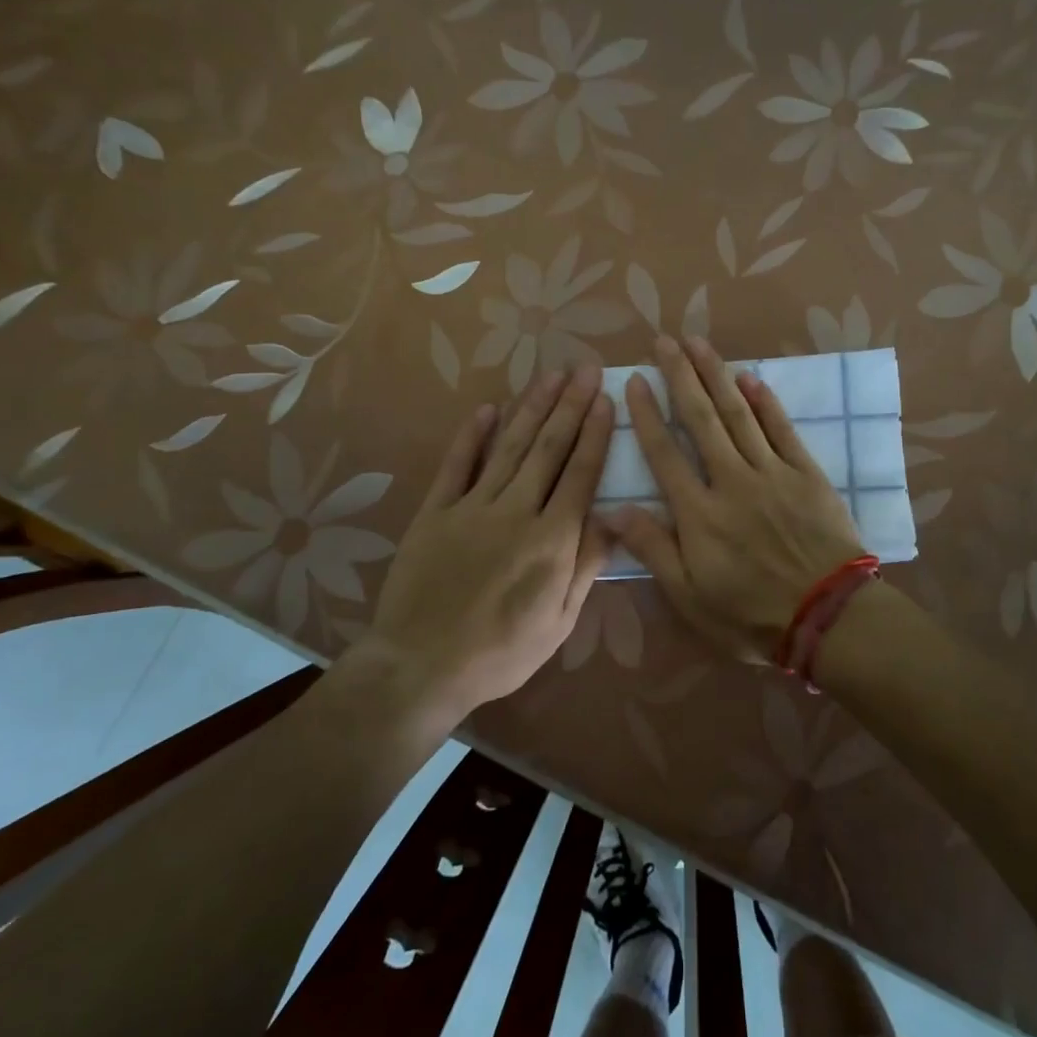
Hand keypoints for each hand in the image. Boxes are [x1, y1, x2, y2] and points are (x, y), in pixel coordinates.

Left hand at [364, 367, 614, 720]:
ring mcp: (471, 507)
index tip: (605, 399)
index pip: (580, 474)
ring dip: (531, 408)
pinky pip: (456, 465)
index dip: (595, 434)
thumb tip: (616, 518)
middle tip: (584, 369)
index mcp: (552, 540)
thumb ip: (587, 565)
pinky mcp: (435, 512)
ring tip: (549, 376)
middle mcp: (515, 511)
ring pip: (508, 447)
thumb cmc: (502, 652)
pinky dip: (470, 435)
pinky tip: (487, 408)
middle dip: (570, 405)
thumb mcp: (560, 621)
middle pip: (548, 448)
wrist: (421, 667)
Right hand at [605, 335, 866, 665]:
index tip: (634, 380)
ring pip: (739, 414)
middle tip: (664, 342)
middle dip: (680, 377)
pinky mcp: (807, 474)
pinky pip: (782, 429)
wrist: (829, 618)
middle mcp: (731, 480)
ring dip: (717, 376)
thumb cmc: (751, 614)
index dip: (646, 415)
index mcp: (699, 513)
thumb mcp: (690, 596)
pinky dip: (766, 402)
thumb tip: (611, 509)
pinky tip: (750, 378)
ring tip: (698, 344)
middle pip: (701, 420)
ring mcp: (772, 473)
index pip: (664, 453)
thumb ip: (653, 549)